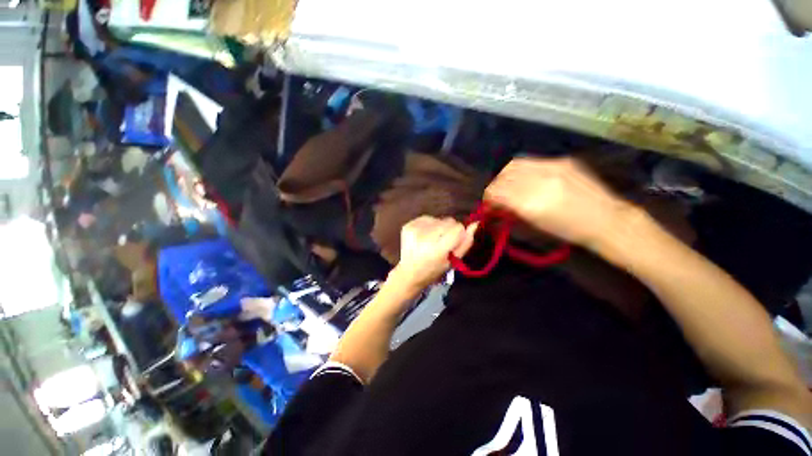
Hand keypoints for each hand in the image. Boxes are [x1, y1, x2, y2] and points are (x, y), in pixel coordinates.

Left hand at [393, 216, 477, 289]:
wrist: (409, 272)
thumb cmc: (434, 270)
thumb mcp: (453, 261)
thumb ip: (465, 243)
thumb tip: (475, 224)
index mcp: (436, 249)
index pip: (457, 228)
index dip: (459, 234)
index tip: (454, 242)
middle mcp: (424, 237)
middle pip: (448, 221)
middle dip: (449, 230)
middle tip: (442, 242)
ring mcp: (414, 229)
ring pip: (439, 218)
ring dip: (439, 227)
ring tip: (432, 240)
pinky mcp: (408, 225)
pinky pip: (427, 218)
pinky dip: (429, 225)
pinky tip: (425, 236)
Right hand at [484, 157, 634, 248]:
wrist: (607, 219)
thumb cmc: (569, 231)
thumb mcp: (535, 225)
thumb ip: (512, 212)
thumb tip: (496, 206)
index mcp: (530, 203)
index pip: (496, 192)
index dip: (487, 198)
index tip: (488, 205)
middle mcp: (538, 181)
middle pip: (502, 177)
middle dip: (494, 187)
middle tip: (496, 196)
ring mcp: (551, 167)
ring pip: (514, 164)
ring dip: (505, 176)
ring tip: (508, 185)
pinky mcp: (561, 161)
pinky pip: (531, 162)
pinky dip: (521, 171)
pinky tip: (525, 179)